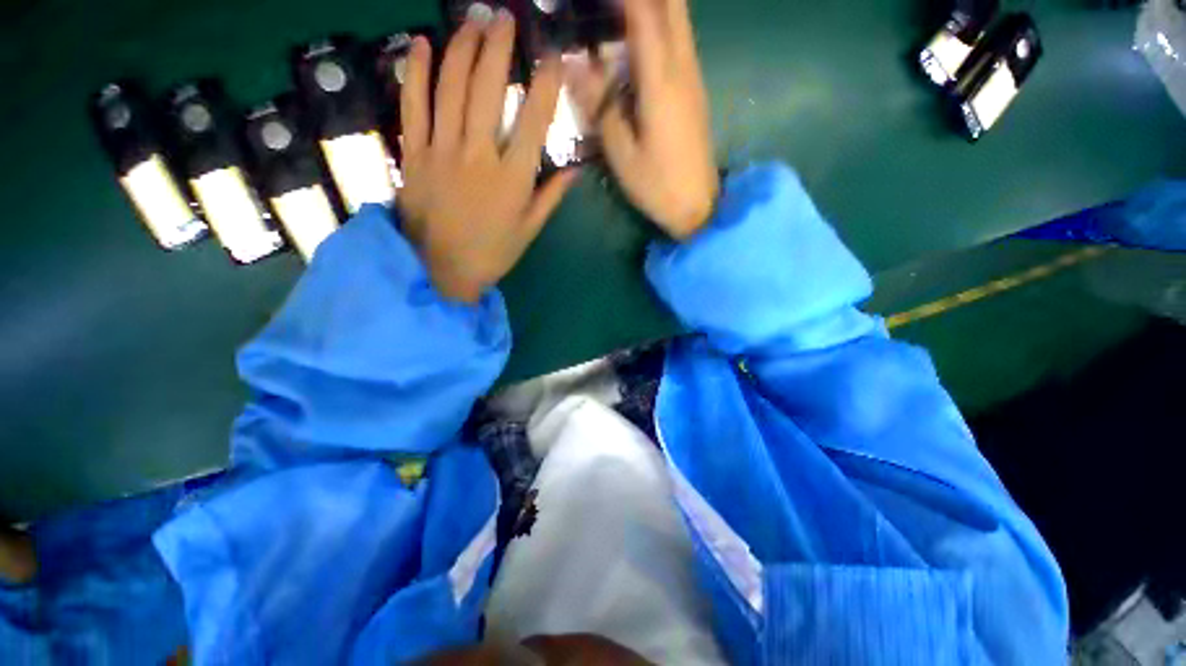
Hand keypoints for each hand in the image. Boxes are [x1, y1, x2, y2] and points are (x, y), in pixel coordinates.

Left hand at [397, 12, 578, 302]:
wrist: (443, 270)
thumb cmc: (493, 253)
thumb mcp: (529, 230)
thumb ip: (551, 196)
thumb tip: (575, 169)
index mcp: (512, 179)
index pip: (533, 121)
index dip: (545, 86)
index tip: (551, 57)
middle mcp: (478, 156)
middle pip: (488, 89)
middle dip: (498, 47)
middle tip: (504, 17)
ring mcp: (441, 151)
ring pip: (451, 88)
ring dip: (462, 47)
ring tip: (472, 20)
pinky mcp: (413, 154)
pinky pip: (413, 105)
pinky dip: (416, 72)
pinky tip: (422, 43)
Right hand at [565, 0, 718, 239]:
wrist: (699, 207)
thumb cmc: (658, 185)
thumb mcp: (622, 154)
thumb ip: (600, 106)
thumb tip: (574, 66)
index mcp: (662, 82)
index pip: (644, 13)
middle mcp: (683, 69)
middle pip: (672, 5)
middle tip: (610, 4)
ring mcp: (693, 79)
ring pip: (679, 20)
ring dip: (653, 5)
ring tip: (617, 13)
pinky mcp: (695, 92)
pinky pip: (679, 42)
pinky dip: (660, 25)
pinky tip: (637, 36)